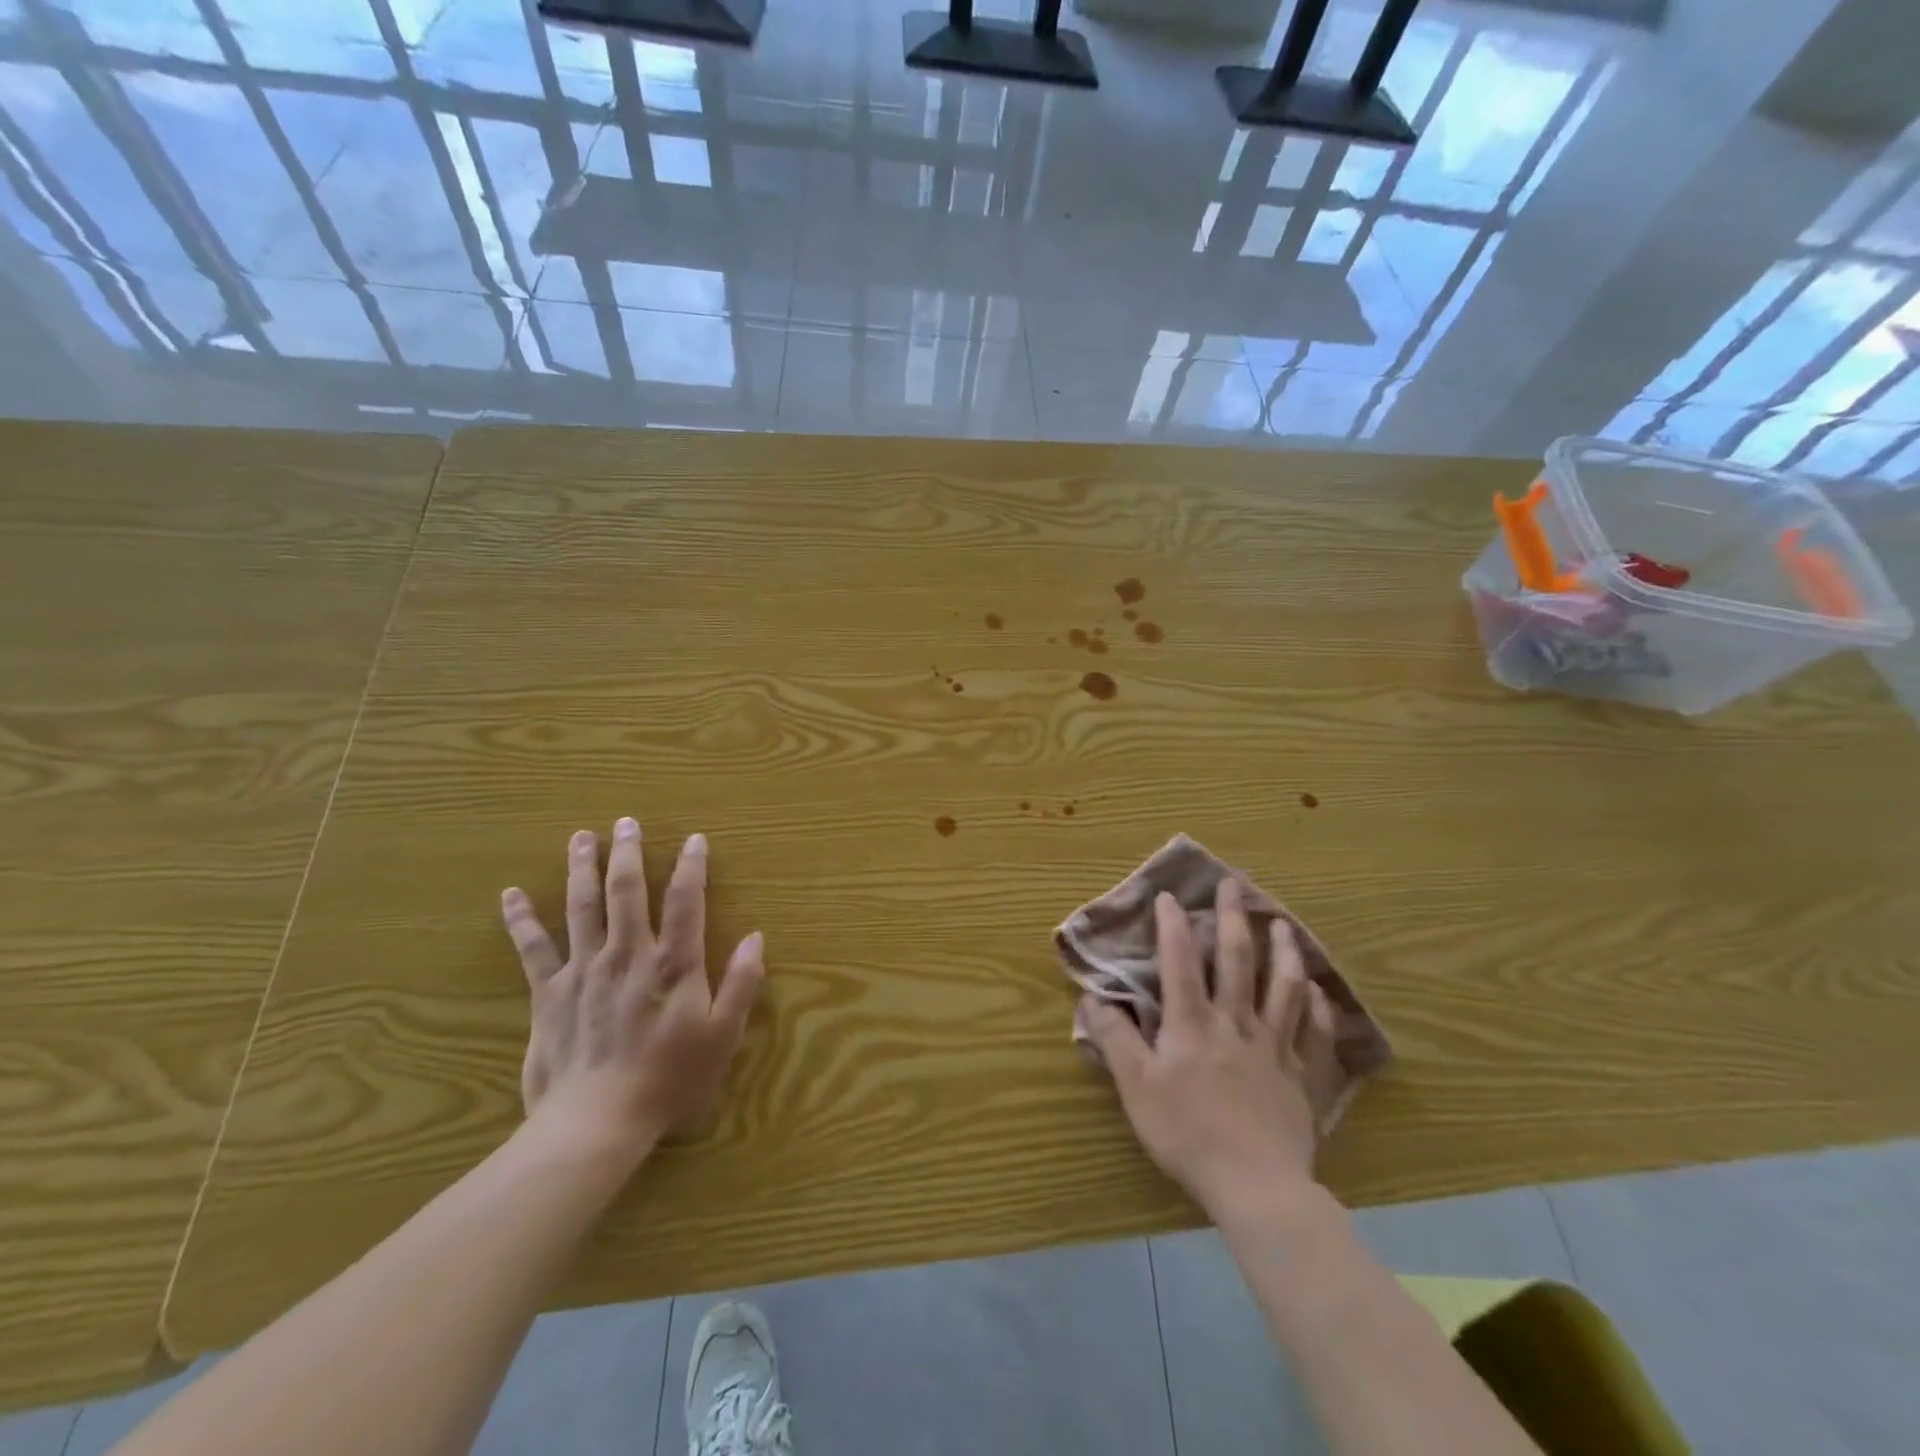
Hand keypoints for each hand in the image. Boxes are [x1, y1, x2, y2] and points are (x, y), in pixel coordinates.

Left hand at [500, 817, 764, 1164]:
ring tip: (581, 837)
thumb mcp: (722, 1036)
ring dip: (582, 868)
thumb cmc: (669, 1080)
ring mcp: (584, 970)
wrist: (596, 1123)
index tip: (694, 839)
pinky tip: (510, 894)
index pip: (686, 901)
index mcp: (673, 964)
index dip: (691, 867)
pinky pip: (533, 949)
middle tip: (626, 822)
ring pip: (582, 907)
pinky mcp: (549, 993)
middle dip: (628, 853)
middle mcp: (628, 954)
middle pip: (627, 892)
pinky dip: (521, 920)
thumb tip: (755, 937)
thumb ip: (741, 984)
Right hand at [1083, 879, 1334, 1217]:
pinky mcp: (1302, 1076)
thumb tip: (1093, 997)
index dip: (1173, 926)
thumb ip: (1115, 1038)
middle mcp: (1235, 1023)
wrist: (1255, 1185)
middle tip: (1234, 885)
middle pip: (1237, 960)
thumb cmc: (1187, 1133)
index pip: (1181, 962)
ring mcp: (1274, 1047)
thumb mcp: (1136, 1087)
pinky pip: (1315, 1032)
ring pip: (1283, 987)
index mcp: (1192, 1024)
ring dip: (1283, 951)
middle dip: (1233, 919)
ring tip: (1282, 924)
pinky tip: (1318, 991)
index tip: (1170, 896)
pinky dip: (1318, 1007)